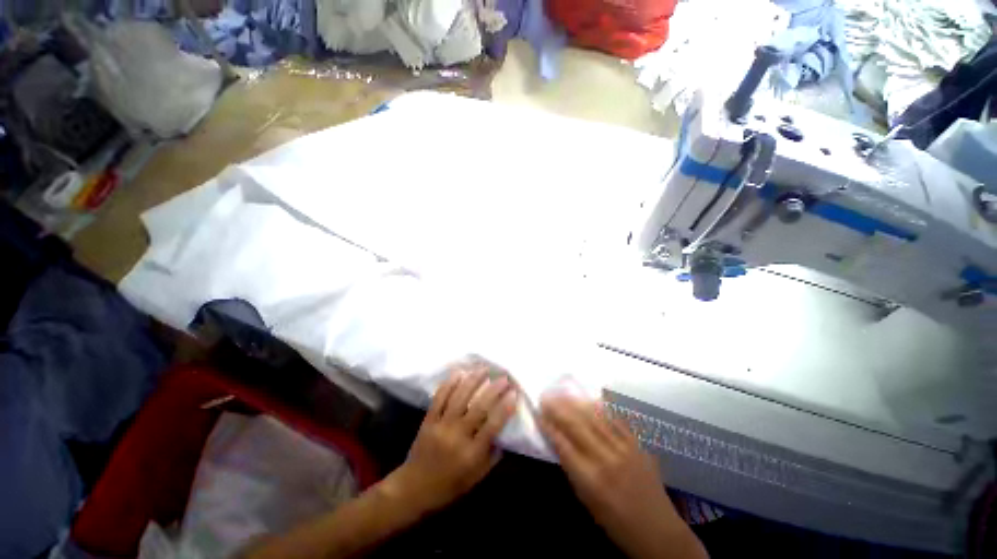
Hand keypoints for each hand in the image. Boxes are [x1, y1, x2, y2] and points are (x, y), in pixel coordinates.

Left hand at [389, 364, 518, 514]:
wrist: (413, 489)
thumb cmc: (449, 486)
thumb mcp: (476, 478)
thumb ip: (492, 456)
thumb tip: (505, 433)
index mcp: (471, 454)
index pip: (492, 426)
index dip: (505, 408)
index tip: (514, 393)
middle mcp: (457, 436)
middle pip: (478, 407)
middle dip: (494, 389)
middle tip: (504, 377)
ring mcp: (441, 426)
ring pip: (459, 397)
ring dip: (473, 380)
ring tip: (484, 368)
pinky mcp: (428, 420)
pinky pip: (440, 398)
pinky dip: (449, 384)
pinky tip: (459, 373)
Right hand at [539, 395, 706, 558]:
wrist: (657, 529)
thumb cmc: (615, 521)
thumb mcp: (586, 500)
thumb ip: (571, 468)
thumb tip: (558, 440)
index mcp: (590, 479)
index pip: (563, 444)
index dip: (548, 426)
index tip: (538, 413)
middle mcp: (605, 459)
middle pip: (577, 426)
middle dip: (558, 409)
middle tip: (546, 396)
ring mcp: (624, 449)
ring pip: (595, 418)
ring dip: (576, 403)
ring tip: (563, 394)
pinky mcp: (637, 444)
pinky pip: (617, 420)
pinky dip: (602, 407)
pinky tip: (590, 399)